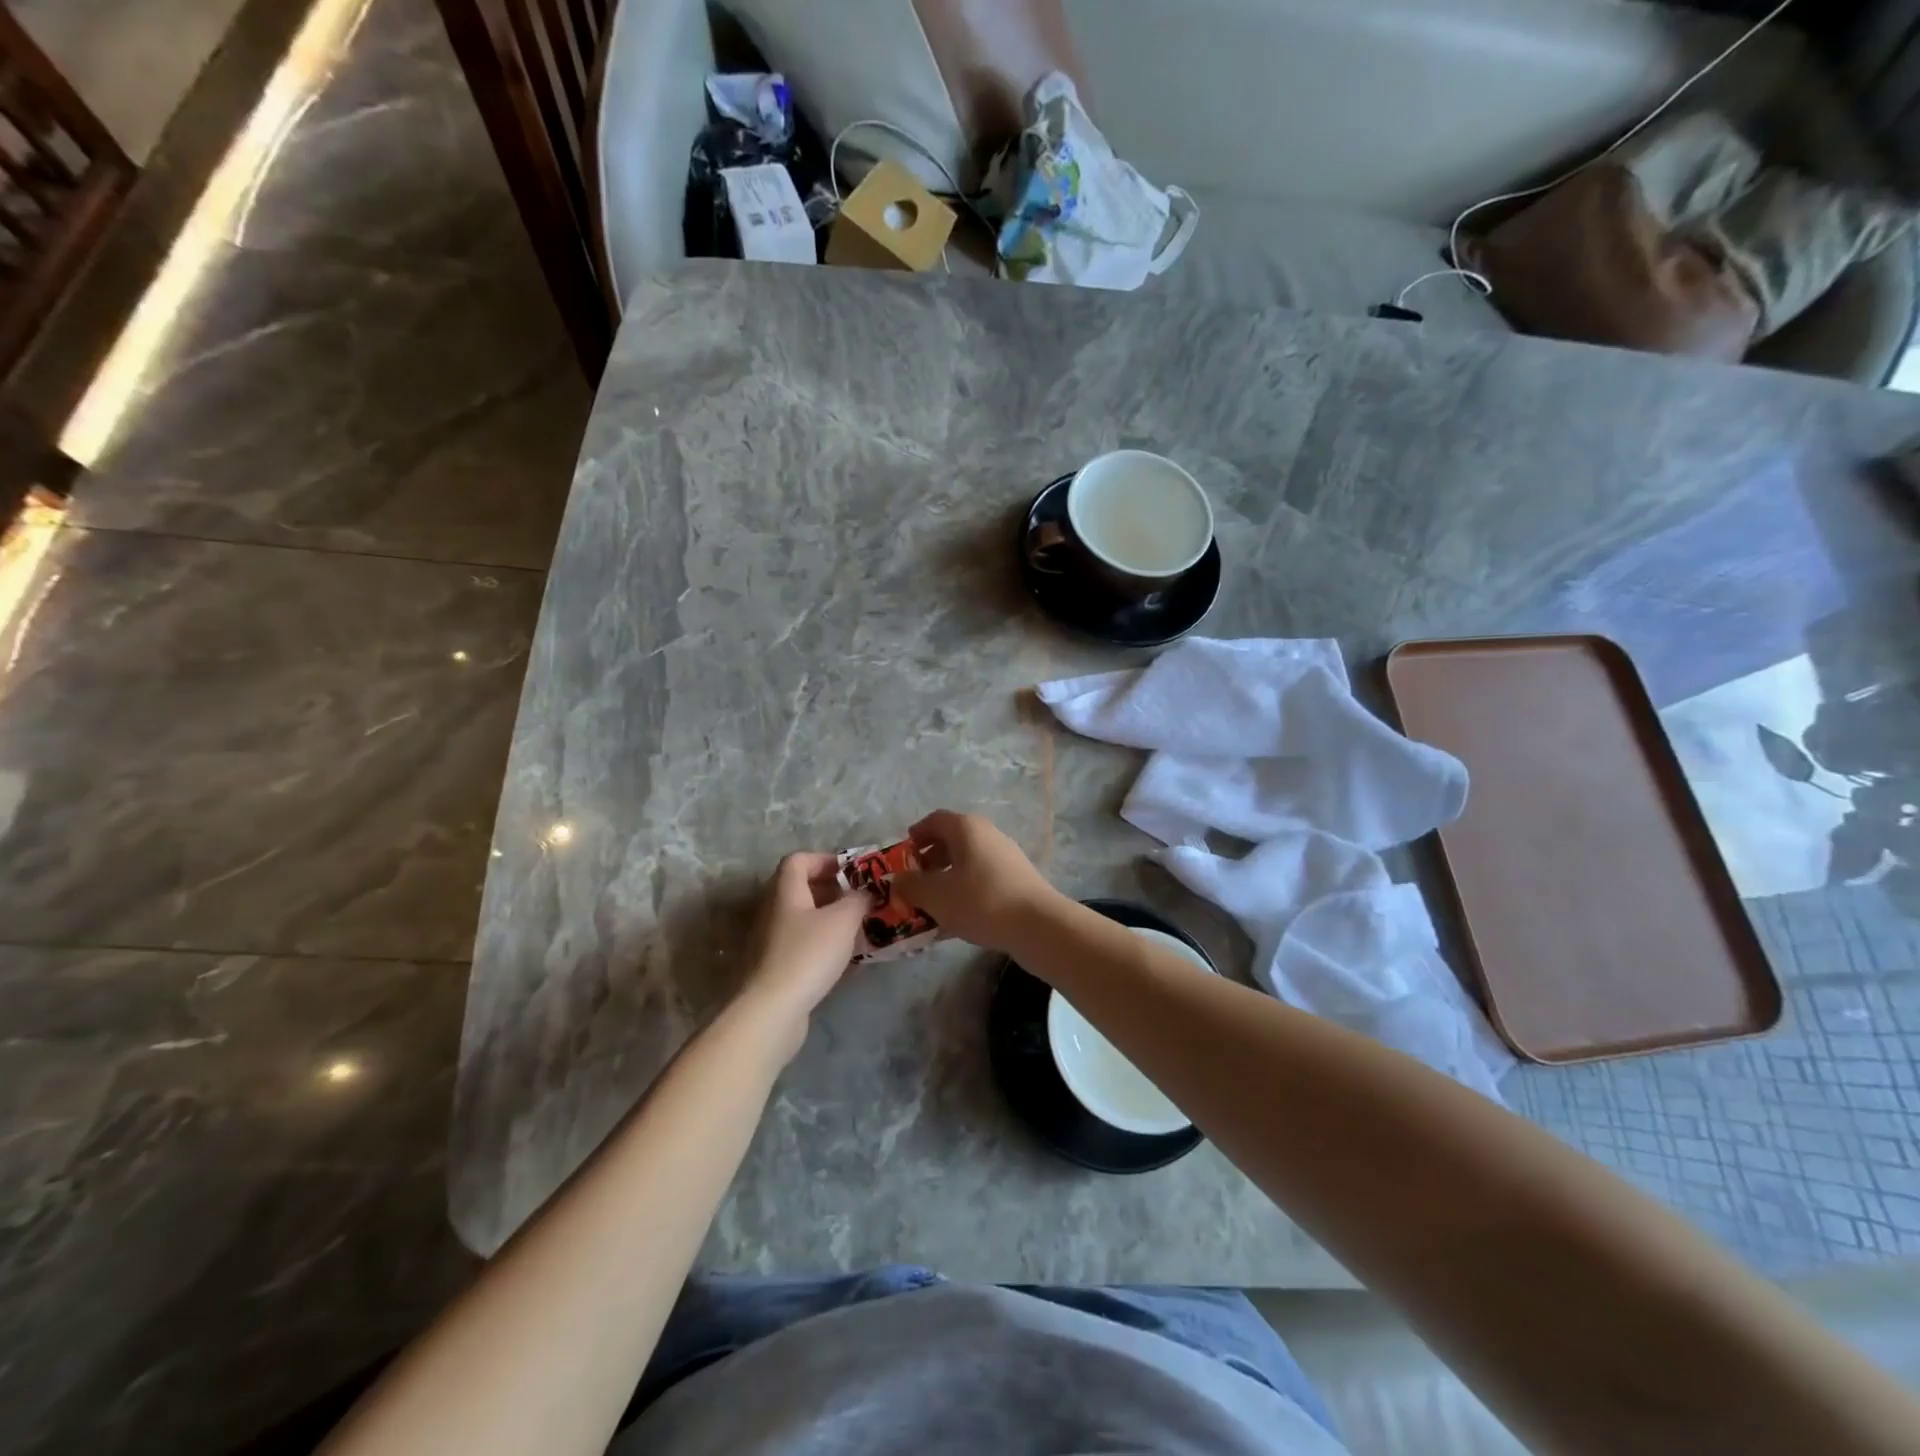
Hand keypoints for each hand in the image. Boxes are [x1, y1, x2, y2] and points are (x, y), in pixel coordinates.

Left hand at [737, 852, 871, 1040]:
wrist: (771, 1010)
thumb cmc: (807, 955)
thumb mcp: (842, 920)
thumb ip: (857, 900)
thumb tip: (864, 893)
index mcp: (785, 891)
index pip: (798, 860)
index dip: (825, 860)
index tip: (852, 872)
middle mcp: (773, 910)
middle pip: (801, 889)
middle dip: (833, 891)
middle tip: (860, 900)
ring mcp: (770, 941)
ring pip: (803, 919)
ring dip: (830, 919)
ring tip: (858, 928)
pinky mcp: (774, 967)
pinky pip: (802, 944)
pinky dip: (823, 944)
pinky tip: (844, 958)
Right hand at [893, 809, 1063, 953]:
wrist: (1037, 925)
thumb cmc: (980, 901)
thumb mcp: (935, 895)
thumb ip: (910, 886)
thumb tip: (898, 880)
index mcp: (966, 828)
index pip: (935, 820)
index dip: (916, 835)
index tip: (903, 855)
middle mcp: (987, 835)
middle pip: (952, 841)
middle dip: (929, 861)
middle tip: (914, 883)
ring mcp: (1005, 857)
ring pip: (967, 863)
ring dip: (946, 880)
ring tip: (931, 906)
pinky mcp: (1016, 880)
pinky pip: (982, 881)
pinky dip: (965, 893)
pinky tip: (955, 921)